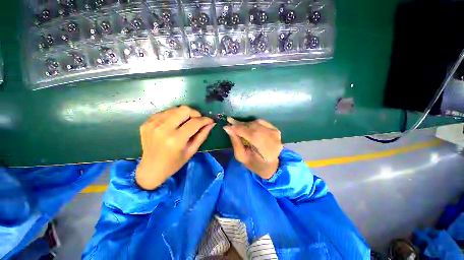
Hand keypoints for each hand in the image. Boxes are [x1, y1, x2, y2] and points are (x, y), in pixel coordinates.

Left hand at [135, 106, 214, 189]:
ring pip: (175, 109)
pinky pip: (165, 112)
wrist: (150, 169)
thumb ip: (202, 135)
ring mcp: (153, 124)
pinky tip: (174, 124)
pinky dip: (173, 116)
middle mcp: (163, 129)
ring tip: (185, 123)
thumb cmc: (174, 163)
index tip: (210, 121)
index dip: (205, 120)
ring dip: (184, 114)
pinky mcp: (147, 122)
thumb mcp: (191, 151)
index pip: (195, 122)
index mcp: (176, 139)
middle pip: (184, 110)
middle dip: (195, 114)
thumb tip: (211, 123)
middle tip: (197, 121)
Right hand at [223, 118, 282, 178]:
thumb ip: (235, 142)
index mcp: (267, 151)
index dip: (239, 128)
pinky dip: (252, 123)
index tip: (227, 125)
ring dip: (246, 124)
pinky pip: (261, 122)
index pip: (252, 135)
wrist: (270, 165)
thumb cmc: (254, 164)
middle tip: (230, 123)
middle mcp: (273, 140)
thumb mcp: (241, 156)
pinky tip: (247, 128)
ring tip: (238, 127)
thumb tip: (227, 128)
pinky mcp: (276, 129)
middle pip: (254, 127)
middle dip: (240, 125)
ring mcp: (276, 133)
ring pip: (257, 123)